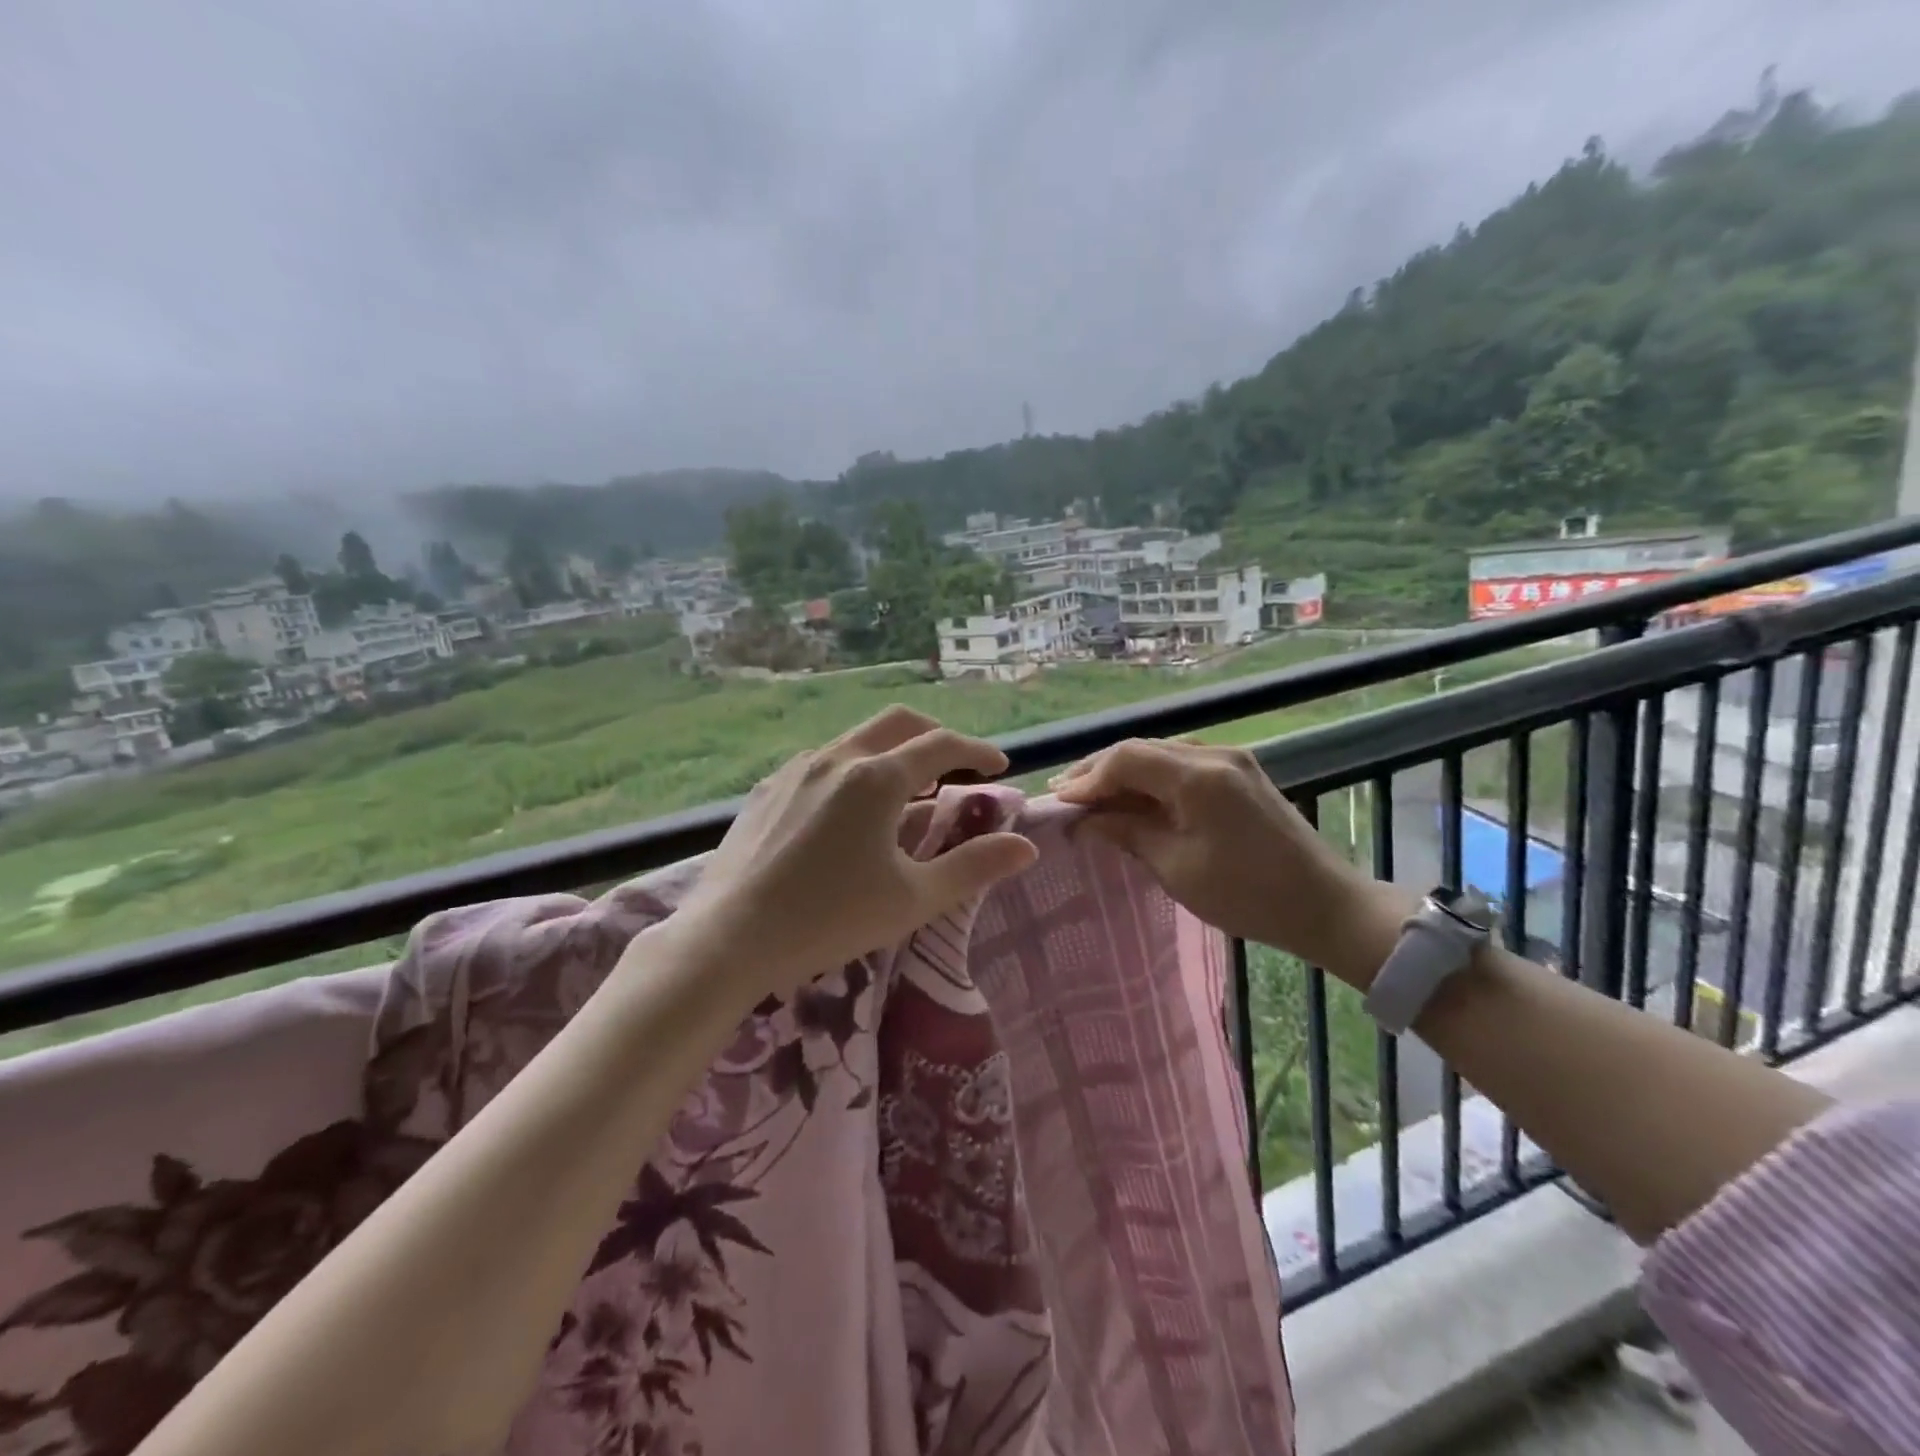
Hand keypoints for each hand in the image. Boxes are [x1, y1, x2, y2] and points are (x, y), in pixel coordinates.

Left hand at [666, 706, 1037, 1000]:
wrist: (728, 939)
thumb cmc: (829, 919)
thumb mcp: (913, 899)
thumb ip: (973, 867)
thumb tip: (1026, 847)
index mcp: (877, 778)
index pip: (942, 746)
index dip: (977, 751)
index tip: (1000, 766)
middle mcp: (837, 757)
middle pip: (898, 723)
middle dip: (936, 735)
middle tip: (957, 764)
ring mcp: (796, 769)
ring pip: (857, 740)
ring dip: (892, 752)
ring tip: (907, 791)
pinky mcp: (767, 788)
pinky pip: (823, 762)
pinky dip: (854, 769)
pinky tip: (849, 810)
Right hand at [1052, 738, 1403, 982]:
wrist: (1324, 905)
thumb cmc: (1247, 894)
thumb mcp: (1176, 867)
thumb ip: (1126, 833)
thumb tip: (1084, 820)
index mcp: (1199, 776)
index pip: (1127, 758)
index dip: (1088, 777)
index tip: (1059, 802)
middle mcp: (1214, 754)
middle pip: (1142, 749)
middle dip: (1100, 771)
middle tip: (1065, 796)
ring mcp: (1231, 759)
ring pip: (1161, 753)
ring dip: (1124, 772)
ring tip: (1091, 797)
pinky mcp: (1240, 773)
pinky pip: (1182, 763)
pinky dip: (1152, 778)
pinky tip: (1134, 797)